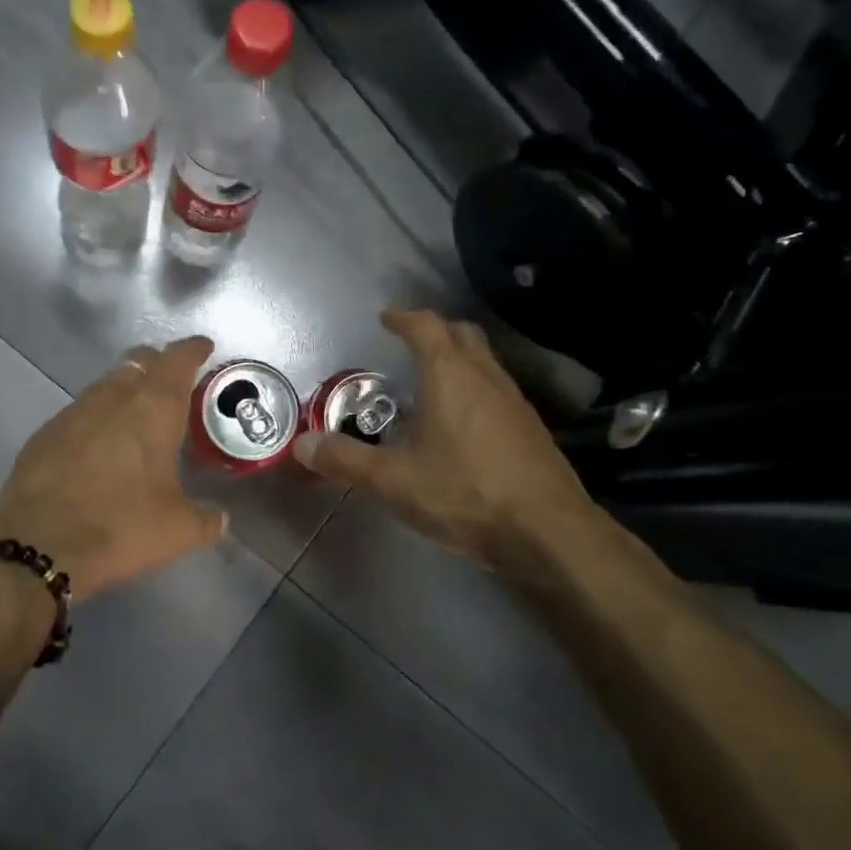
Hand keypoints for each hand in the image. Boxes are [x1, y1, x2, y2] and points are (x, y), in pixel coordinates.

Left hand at [0, 337, 227, 602]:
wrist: (38, 544)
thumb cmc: (120, 526)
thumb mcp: (176, 530)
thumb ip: (205, 520)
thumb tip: (219, 520)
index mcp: (154, 408)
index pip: (178, 360)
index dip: (193, 349)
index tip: (203, 347)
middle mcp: (114, 397)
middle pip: (139, 360)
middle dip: (158, 364)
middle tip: (172, 383)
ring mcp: (75, 411)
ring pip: (107, 383)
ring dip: (126, 389)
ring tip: (137, 414)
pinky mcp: (46, 432)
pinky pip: (80, 411)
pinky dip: (97, 417)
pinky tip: (98, 445)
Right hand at [293, 308, 606, 569]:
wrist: (548, 532)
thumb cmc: (464, 493)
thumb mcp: (393, 480)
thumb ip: (345, 459)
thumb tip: (302, 444)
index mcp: (449, 374)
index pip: (426, 326)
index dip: (404, 317)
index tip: (386, 318)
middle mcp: (485, 376)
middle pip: (462, 334)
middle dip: (434, 331)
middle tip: (409, 343)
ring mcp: (514, 401)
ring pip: (484, 362)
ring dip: (458, 360)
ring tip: (431, 383)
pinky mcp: (531, 428)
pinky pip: (497, 390)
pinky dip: (475, 389)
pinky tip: (462, 424)